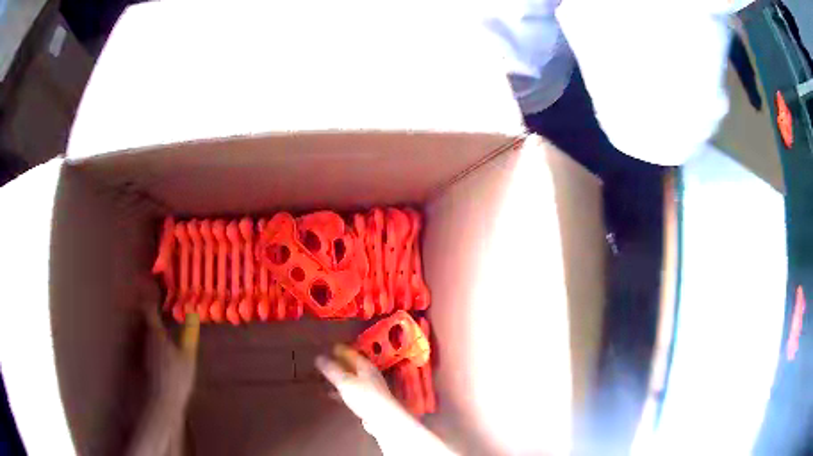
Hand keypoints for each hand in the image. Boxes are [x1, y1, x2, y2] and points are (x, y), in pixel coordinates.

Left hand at [139, 279, 198, 409]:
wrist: (164, 399)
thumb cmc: (177, 375)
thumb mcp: (187, 354)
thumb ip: (189, 332)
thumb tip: (193, 311)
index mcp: (155, 332)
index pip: (149, 307)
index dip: (150, 294)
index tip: (153, 282)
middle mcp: (147, 336)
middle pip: (144, 314)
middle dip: (148, 302)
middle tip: (156, 292)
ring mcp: (146, 347)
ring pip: (145, 325)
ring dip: (149, 315)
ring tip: (158, 309)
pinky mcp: (148, 357)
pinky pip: (147, 336)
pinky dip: (152, 329)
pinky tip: (160, 334)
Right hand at [315, 345, 403, 435]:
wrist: (383, 419)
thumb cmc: (365, 397)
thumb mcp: (345, 382)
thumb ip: (332, 370)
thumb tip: (319, 357)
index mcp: (365, 366)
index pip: (351, 353)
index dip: (339, 349)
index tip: (326, 346)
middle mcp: (368, 374)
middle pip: (351, 365)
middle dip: (337, 363)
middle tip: (322, 361)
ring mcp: (368, 388)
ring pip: (350, 378)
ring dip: (338, 377)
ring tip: (323, 376)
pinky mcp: (366, 400)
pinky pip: (350, 391)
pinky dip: (340, 390)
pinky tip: (331, 394)